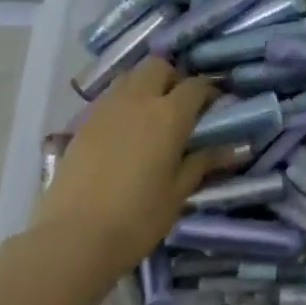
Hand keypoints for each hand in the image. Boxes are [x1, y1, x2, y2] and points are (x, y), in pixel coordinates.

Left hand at [30, 58, 230, 282]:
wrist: (73, 238)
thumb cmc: (136, 219)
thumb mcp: (177, 194)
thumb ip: (202, 163)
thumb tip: (232, 148)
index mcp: (168, 115)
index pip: (195, 85)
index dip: (209, 91)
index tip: (214, 107)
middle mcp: (138, 100)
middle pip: (158, 66)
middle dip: (173, 78)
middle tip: (180, 106)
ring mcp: (106, 107)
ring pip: (131, 76)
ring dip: (146, 85)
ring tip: (151, 115)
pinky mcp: (83, 121)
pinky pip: (110, 96)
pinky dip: (123, 102)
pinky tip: (125, 131)